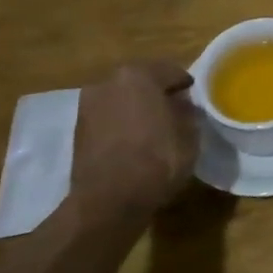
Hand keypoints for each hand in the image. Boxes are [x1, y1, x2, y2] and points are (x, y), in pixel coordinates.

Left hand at [72, 61, 200, 217]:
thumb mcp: (189, 134)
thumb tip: (182, 105)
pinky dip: (121, 123)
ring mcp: (89, 105)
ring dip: (137, 108)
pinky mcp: (78, 129)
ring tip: (154, 127)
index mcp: (139, 75)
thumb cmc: (157, 159)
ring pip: (122, 99)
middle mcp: (109, 82)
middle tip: (175, 110)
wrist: (108, 201)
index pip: (171, 71)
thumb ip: (187, 112)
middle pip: (142, 81)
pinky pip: (108, 117)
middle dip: (157, 93)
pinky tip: (134, 140)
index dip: (185, 84)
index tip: (194, 97)